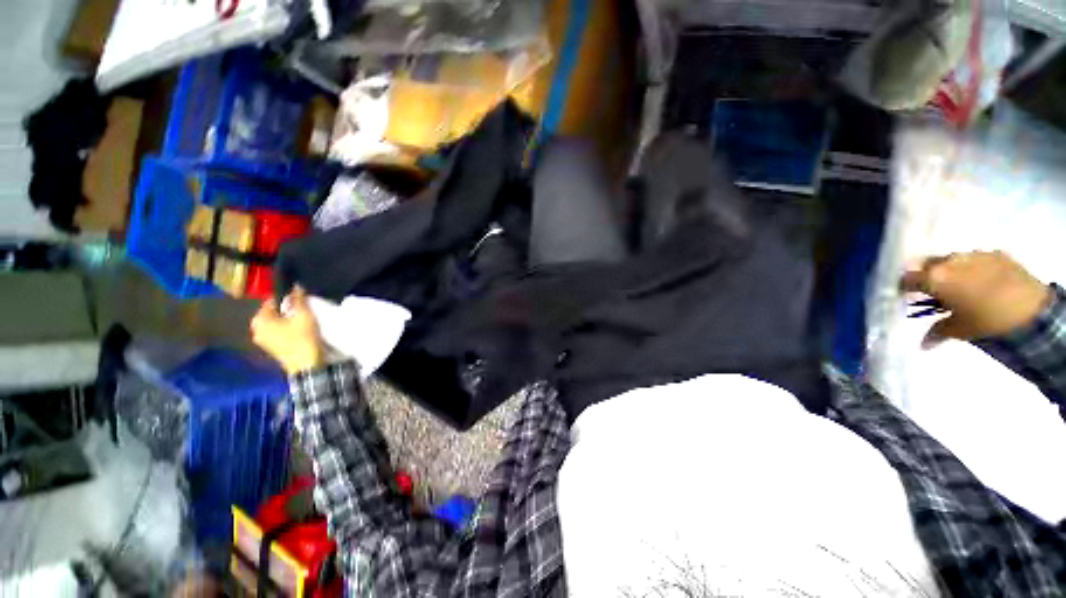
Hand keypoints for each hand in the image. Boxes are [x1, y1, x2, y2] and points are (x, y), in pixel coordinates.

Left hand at [251, 286, 323, 374]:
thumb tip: (296, 286)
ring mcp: (262, 341)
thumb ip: (299, 299)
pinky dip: (286, 329)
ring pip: (276, 323)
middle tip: (303, 308)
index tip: (301, 298)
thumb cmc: (302, 337)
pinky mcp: (271, 348)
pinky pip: (278, 332)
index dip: (287, 297)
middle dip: (286, 309)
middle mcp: (256, 329)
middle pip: (273, 313)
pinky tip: (299, 330)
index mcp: (259, 319)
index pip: (272, 301)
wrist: (306, 365)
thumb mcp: (303, 315)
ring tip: (303, 319)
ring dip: (287, 319)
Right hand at [901, 251, 1051, 346]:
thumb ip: (937, 331)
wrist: (1033, 309)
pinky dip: (975, 269)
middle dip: (928, 275)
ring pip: (953, 259)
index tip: (907, 296)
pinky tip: (984, 282)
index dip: (905, 287)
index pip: (907, 278)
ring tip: (962, 286)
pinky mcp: (995, 254)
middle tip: (934, 291)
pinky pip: (978, 259)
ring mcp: (974, 254)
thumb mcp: (959, 330)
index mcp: (935, 278)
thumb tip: (923, 344)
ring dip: (952, 271)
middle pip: (929, 264)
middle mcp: (950, 261)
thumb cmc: (987, 320)